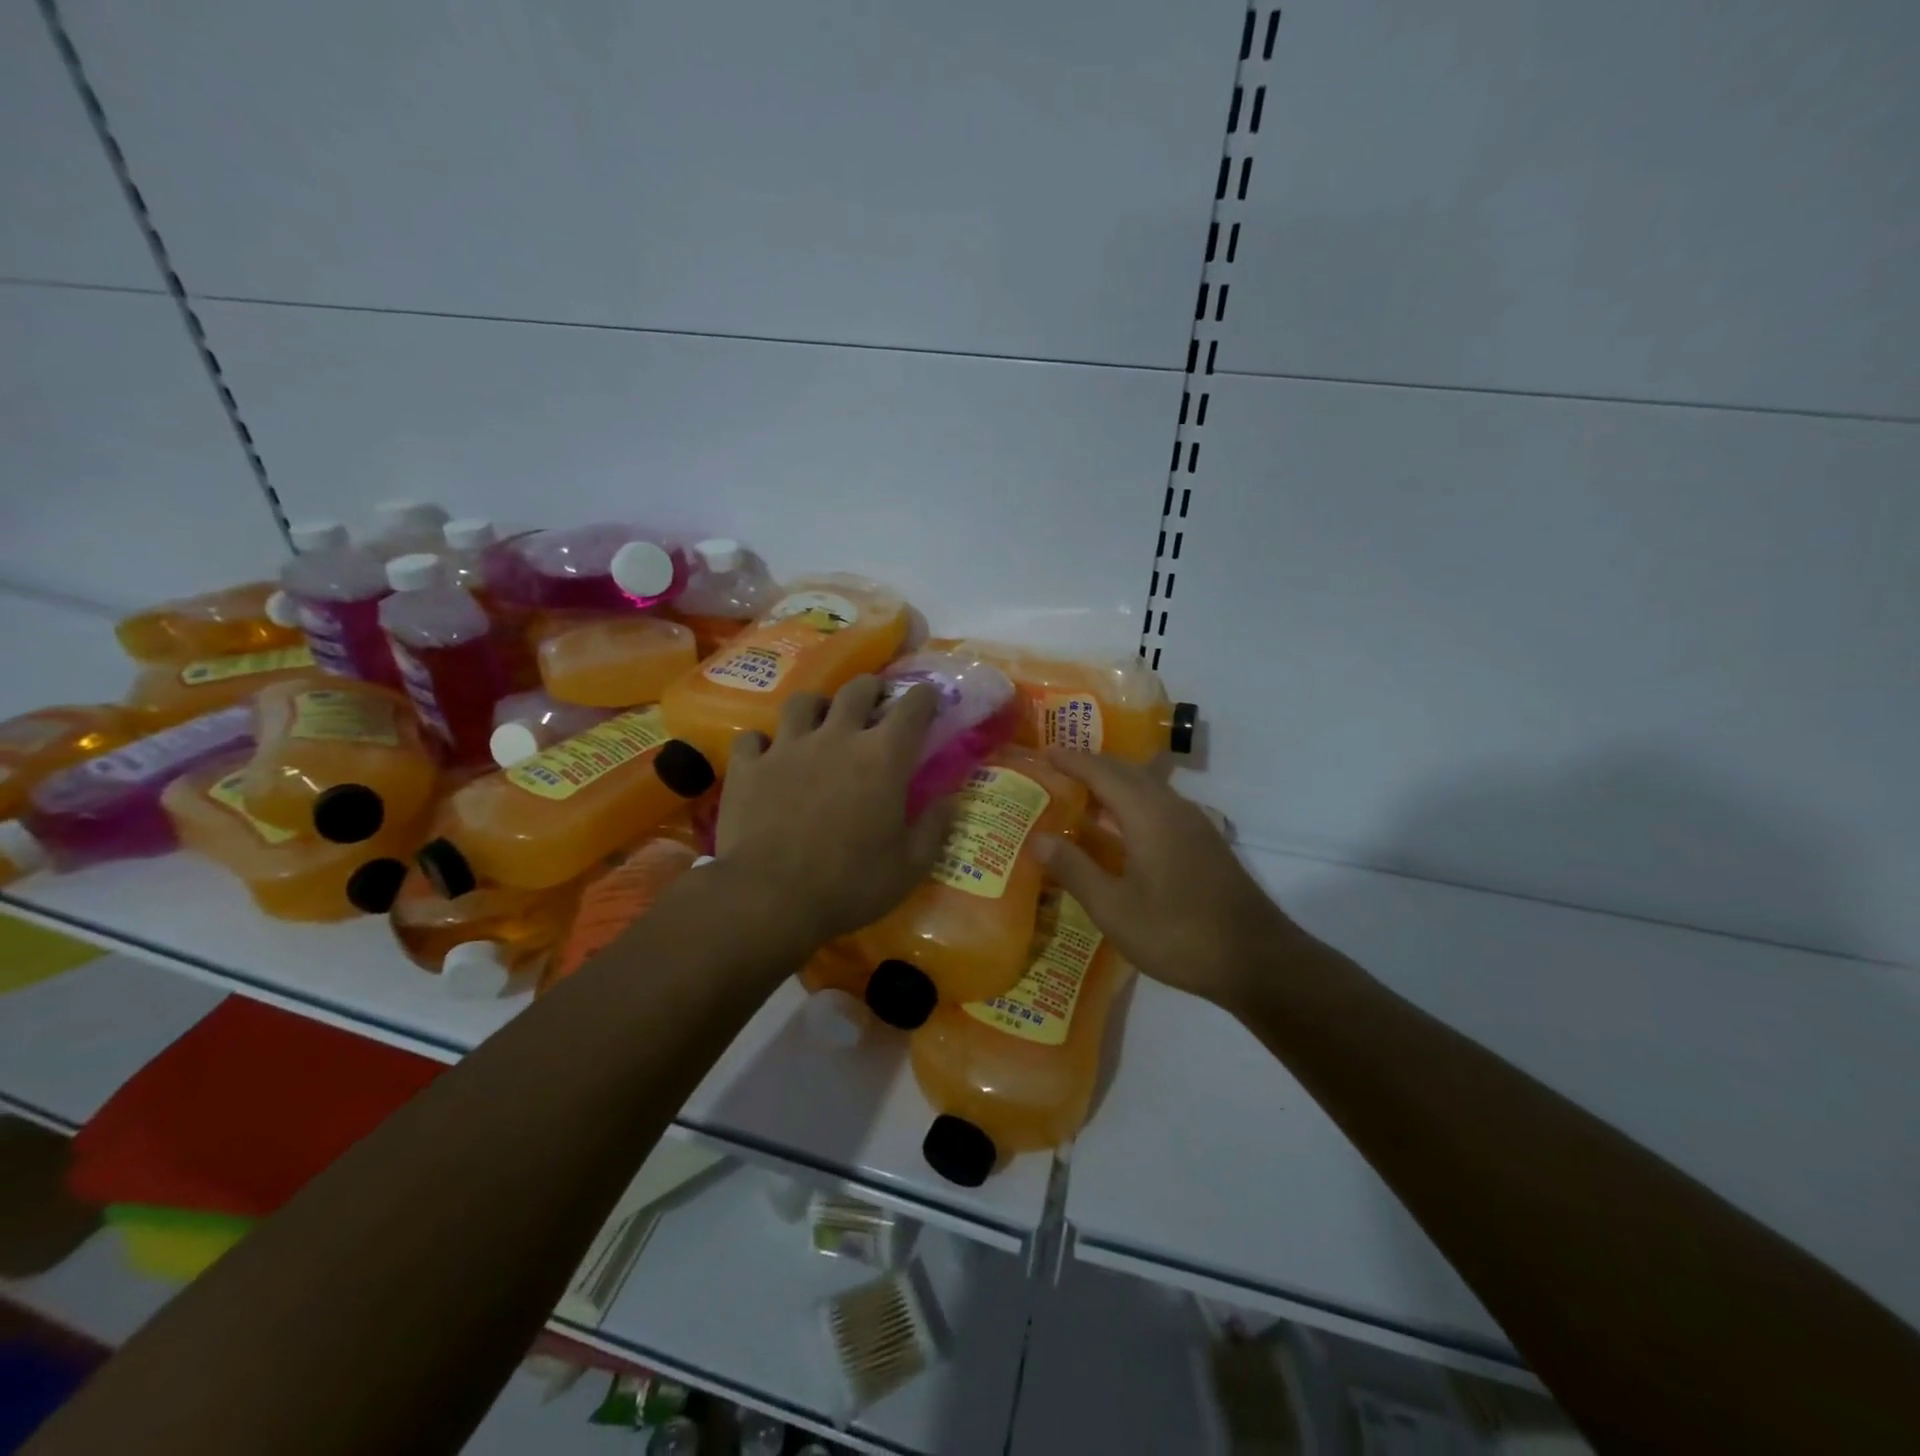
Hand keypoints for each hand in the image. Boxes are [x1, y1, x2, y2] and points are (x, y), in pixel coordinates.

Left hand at [714, 677, 955, 947]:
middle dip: (872, 689)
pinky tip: (767, 757)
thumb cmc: (849, 885)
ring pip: (803, 702)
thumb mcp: (909, 868)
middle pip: (857, 690)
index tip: (929, 699)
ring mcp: (787, 747)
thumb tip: (950, 800)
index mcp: (883, 757)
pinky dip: (764, 744)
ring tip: (820, 721)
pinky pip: (754, 738)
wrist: (768, 899)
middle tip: (875, 703)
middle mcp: (837, 737)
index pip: (912, 707)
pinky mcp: (749, 766)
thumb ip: (934, 828)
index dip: (924, 697)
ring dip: (817, 707)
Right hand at [1034, 751, 1305, 1013]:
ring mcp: (1194, 824)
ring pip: (1147, 787)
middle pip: (1127, 771)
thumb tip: (1036, 838)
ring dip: (1113, 783)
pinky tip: (1119, 828)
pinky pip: (1159, 804)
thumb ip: (1075, 869)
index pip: (1102, 772)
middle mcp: (1172, 808)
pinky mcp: (1204, 843)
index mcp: (1148, 815)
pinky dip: (1131, 802)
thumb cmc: (1178, 933)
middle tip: (1056, 770)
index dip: (1072, 760)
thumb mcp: (1114, 909)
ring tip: (1081, 794)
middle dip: (1091, 765)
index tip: (1043, 753)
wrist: (1257, 961)